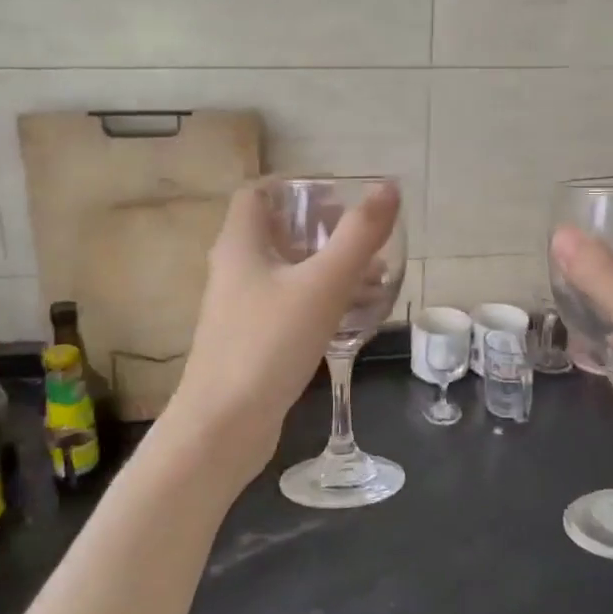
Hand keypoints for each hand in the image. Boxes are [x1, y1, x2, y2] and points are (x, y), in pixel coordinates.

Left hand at [159, 179, 402, 485]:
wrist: (223, 427)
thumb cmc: (268, 344)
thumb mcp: (322, 285)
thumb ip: (358, 236)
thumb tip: (389, 187)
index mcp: (240, 245)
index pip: (258, 193)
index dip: (295, 186)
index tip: (337, 195)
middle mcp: (235, 270)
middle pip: (276, 232)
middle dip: (321, 228)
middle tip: (363, 234)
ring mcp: (241, 309)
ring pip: (287, 272)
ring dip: (326, 266)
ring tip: (374, 275)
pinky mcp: (252, 342)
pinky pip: (289, 306)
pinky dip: (320, 300)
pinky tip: (354, 317)